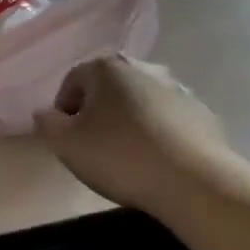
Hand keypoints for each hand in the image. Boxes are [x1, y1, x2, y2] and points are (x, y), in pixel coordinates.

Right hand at [34, 57, 233, 211]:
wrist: (195, 182)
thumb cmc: (120, 156)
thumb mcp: (65, 144)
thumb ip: (46, 124)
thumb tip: (46, 114)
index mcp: (106, 67)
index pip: (72, 81)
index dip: (63, 110)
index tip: (67, 138)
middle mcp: (143, 67)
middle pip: (108, 88)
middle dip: (98, 112)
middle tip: (94, 146)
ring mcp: (178, 89)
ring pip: (140, 102)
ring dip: (129, 121)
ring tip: (127, 157)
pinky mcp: (204, 114)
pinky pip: (168, 120)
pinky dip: (158, 134)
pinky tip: (156, 162)